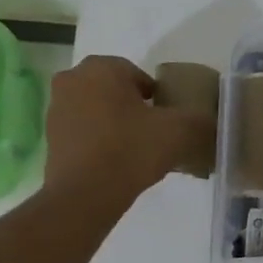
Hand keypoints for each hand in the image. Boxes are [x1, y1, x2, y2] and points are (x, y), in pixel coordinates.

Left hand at [43, 56, 211, 202]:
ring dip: (115, 124)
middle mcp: (72, 79)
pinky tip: (116, 163)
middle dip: (133, 108)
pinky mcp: (50, 137)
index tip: (166, 121)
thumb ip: (200, 120)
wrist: (85, 194)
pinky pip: (84, 131)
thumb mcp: (179, 131)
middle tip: (153, 134)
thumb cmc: (131, 150)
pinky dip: (99, 141)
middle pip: (115, 91)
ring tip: (136, 151)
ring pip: (98, 110)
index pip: (139, 75)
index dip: (157, 98)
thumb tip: (212, 121)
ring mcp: (56, 108)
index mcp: (101, 68)